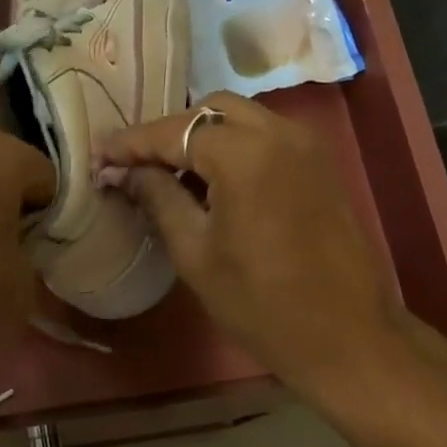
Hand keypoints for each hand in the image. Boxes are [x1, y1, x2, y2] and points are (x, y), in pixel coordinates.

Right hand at [99, 93, 409, 394]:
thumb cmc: (262, 304)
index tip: (99, 155)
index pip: (176, 131)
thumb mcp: (196, 255)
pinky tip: (213, 182)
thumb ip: (159, 199)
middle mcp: (280, 133)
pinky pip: (266, 136)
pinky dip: (234, 146)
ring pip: (242, 118)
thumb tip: (126, 172)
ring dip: (203, 136)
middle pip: (211, 110)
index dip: (133, 142)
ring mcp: (307, 146)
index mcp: (246, 155)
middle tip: (137, 165)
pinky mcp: (321, 164)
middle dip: (171, 132)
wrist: (347, 336)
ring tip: (170, 173)